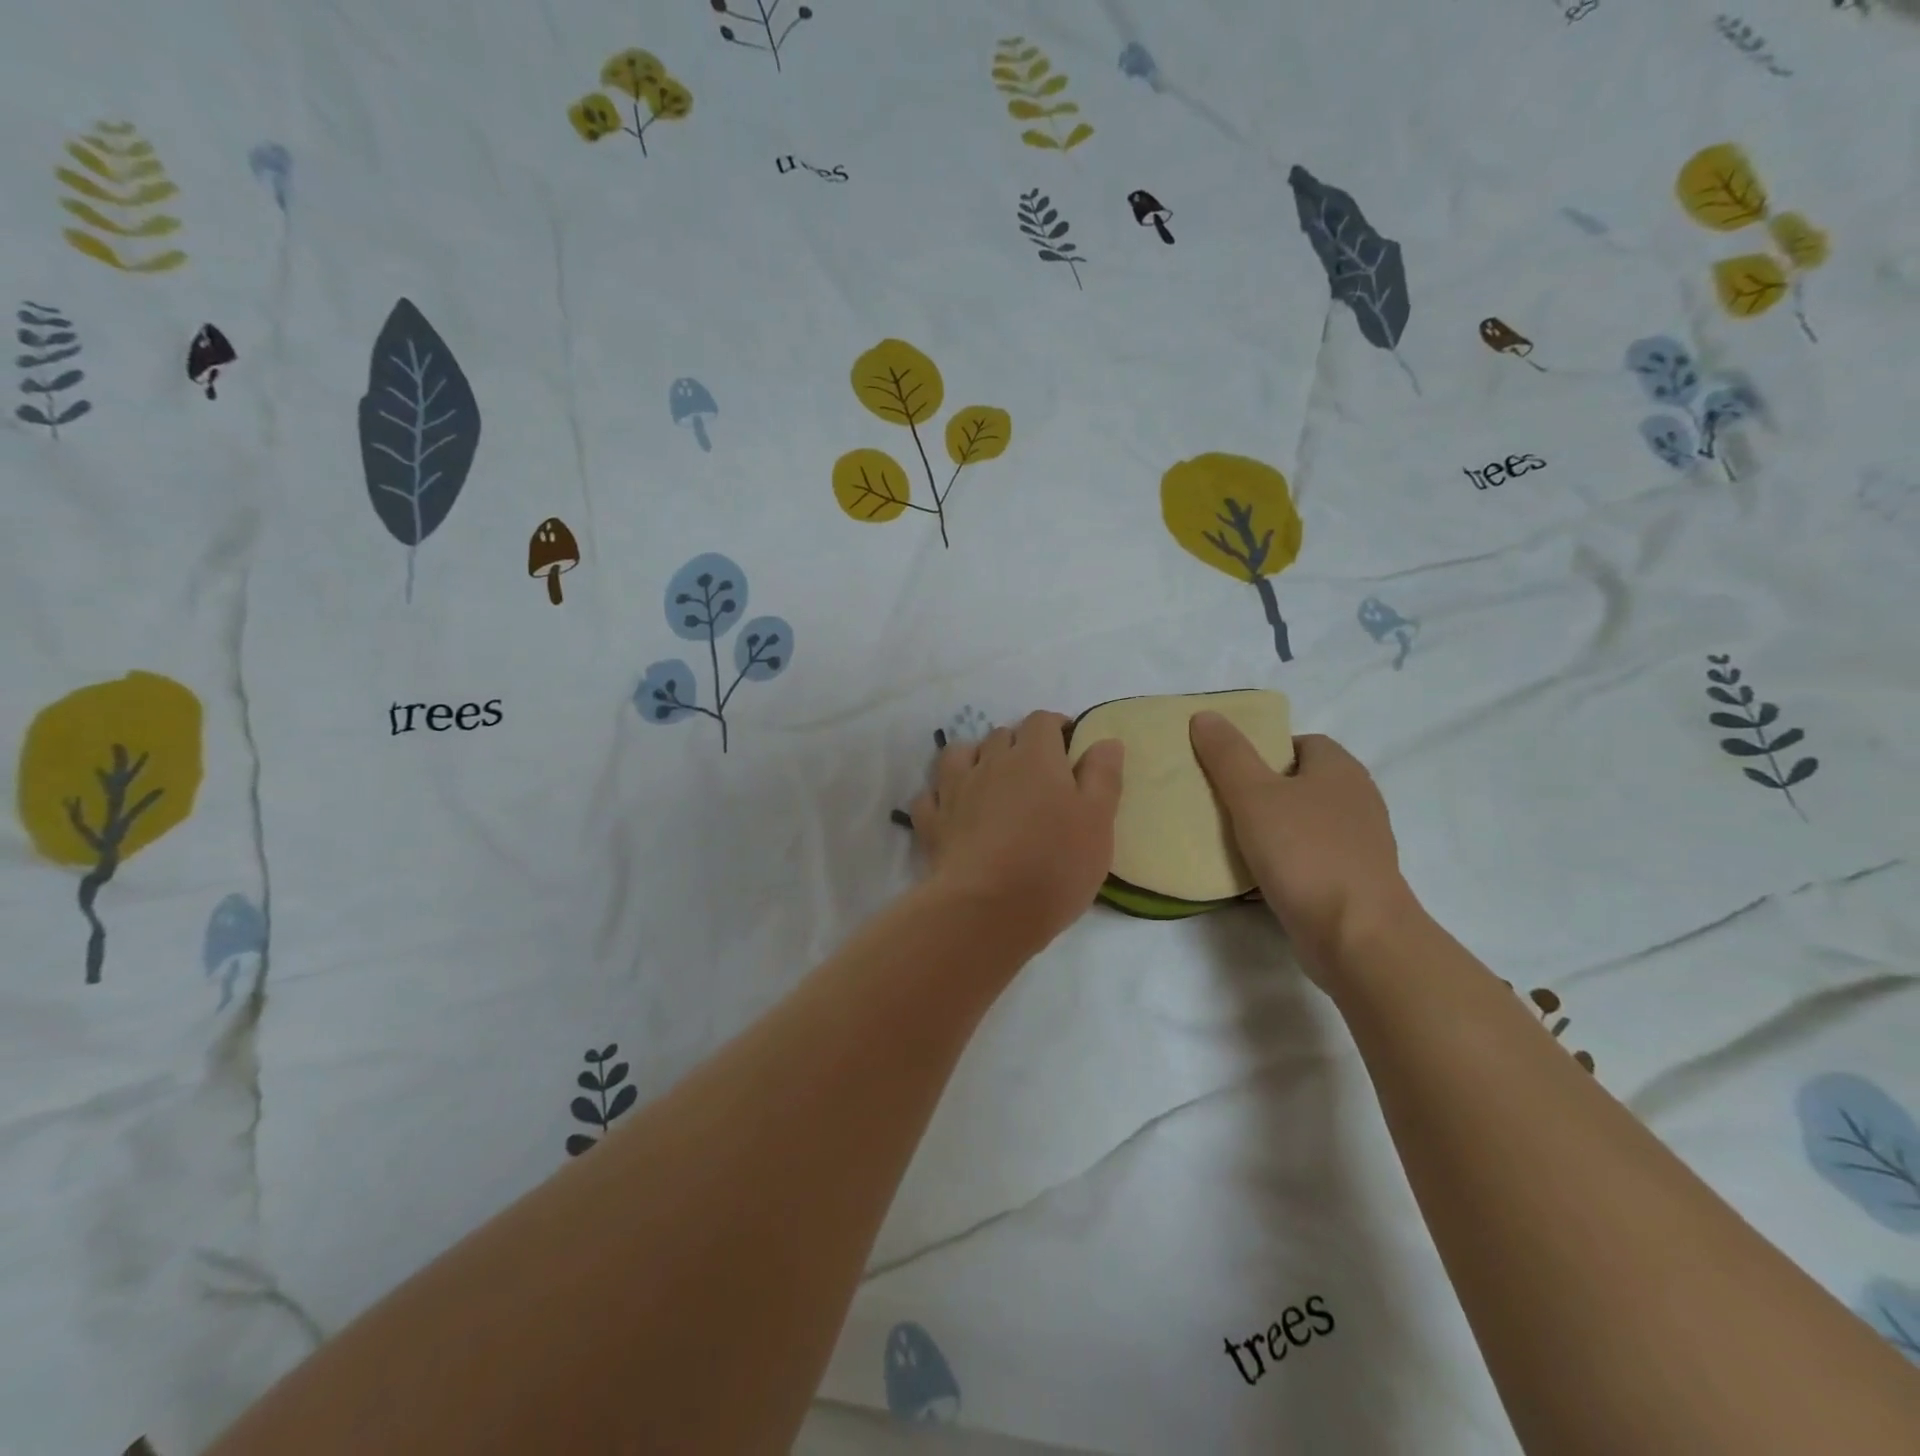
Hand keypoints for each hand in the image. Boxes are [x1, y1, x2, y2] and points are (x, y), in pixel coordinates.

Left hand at [909, 711, 1123, 953]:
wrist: (988, 909)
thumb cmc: (1055, 864)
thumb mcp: (1098, 821)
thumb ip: (1103, 776)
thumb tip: (1105, 740)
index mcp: (1035, 757)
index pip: (1042, 721)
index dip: (1056, 727)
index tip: (1068, 747)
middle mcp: (991, 762)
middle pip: (1002, 735)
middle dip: (1019, 745)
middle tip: (1037, 775)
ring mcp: (955, 790)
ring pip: (960, 754)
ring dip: (976, 759)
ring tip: (991, 782)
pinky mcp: (932, 821)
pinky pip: (932, 795)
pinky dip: (943, 796)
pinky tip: (954, 810)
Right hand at [1188, 715, 1414, 981]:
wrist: (1356, 935)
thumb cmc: (1304, 853)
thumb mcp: (1253, 795)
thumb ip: (1227, 755)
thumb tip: (1205, 715)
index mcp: (1340, 769)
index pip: (1300, 743)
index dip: (1264, 750)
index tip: (1230, 771)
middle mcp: (1357, 799)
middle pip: (1302, 782)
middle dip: (1265, 790)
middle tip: (1224, 803)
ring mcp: (1361, 843)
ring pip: (1307, 822)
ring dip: (1275, 828)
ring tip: (1234, 839)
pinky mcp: (1356, 880)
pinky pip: (1313, 857)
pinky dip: (1288, 861)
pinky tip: (1260, 875)